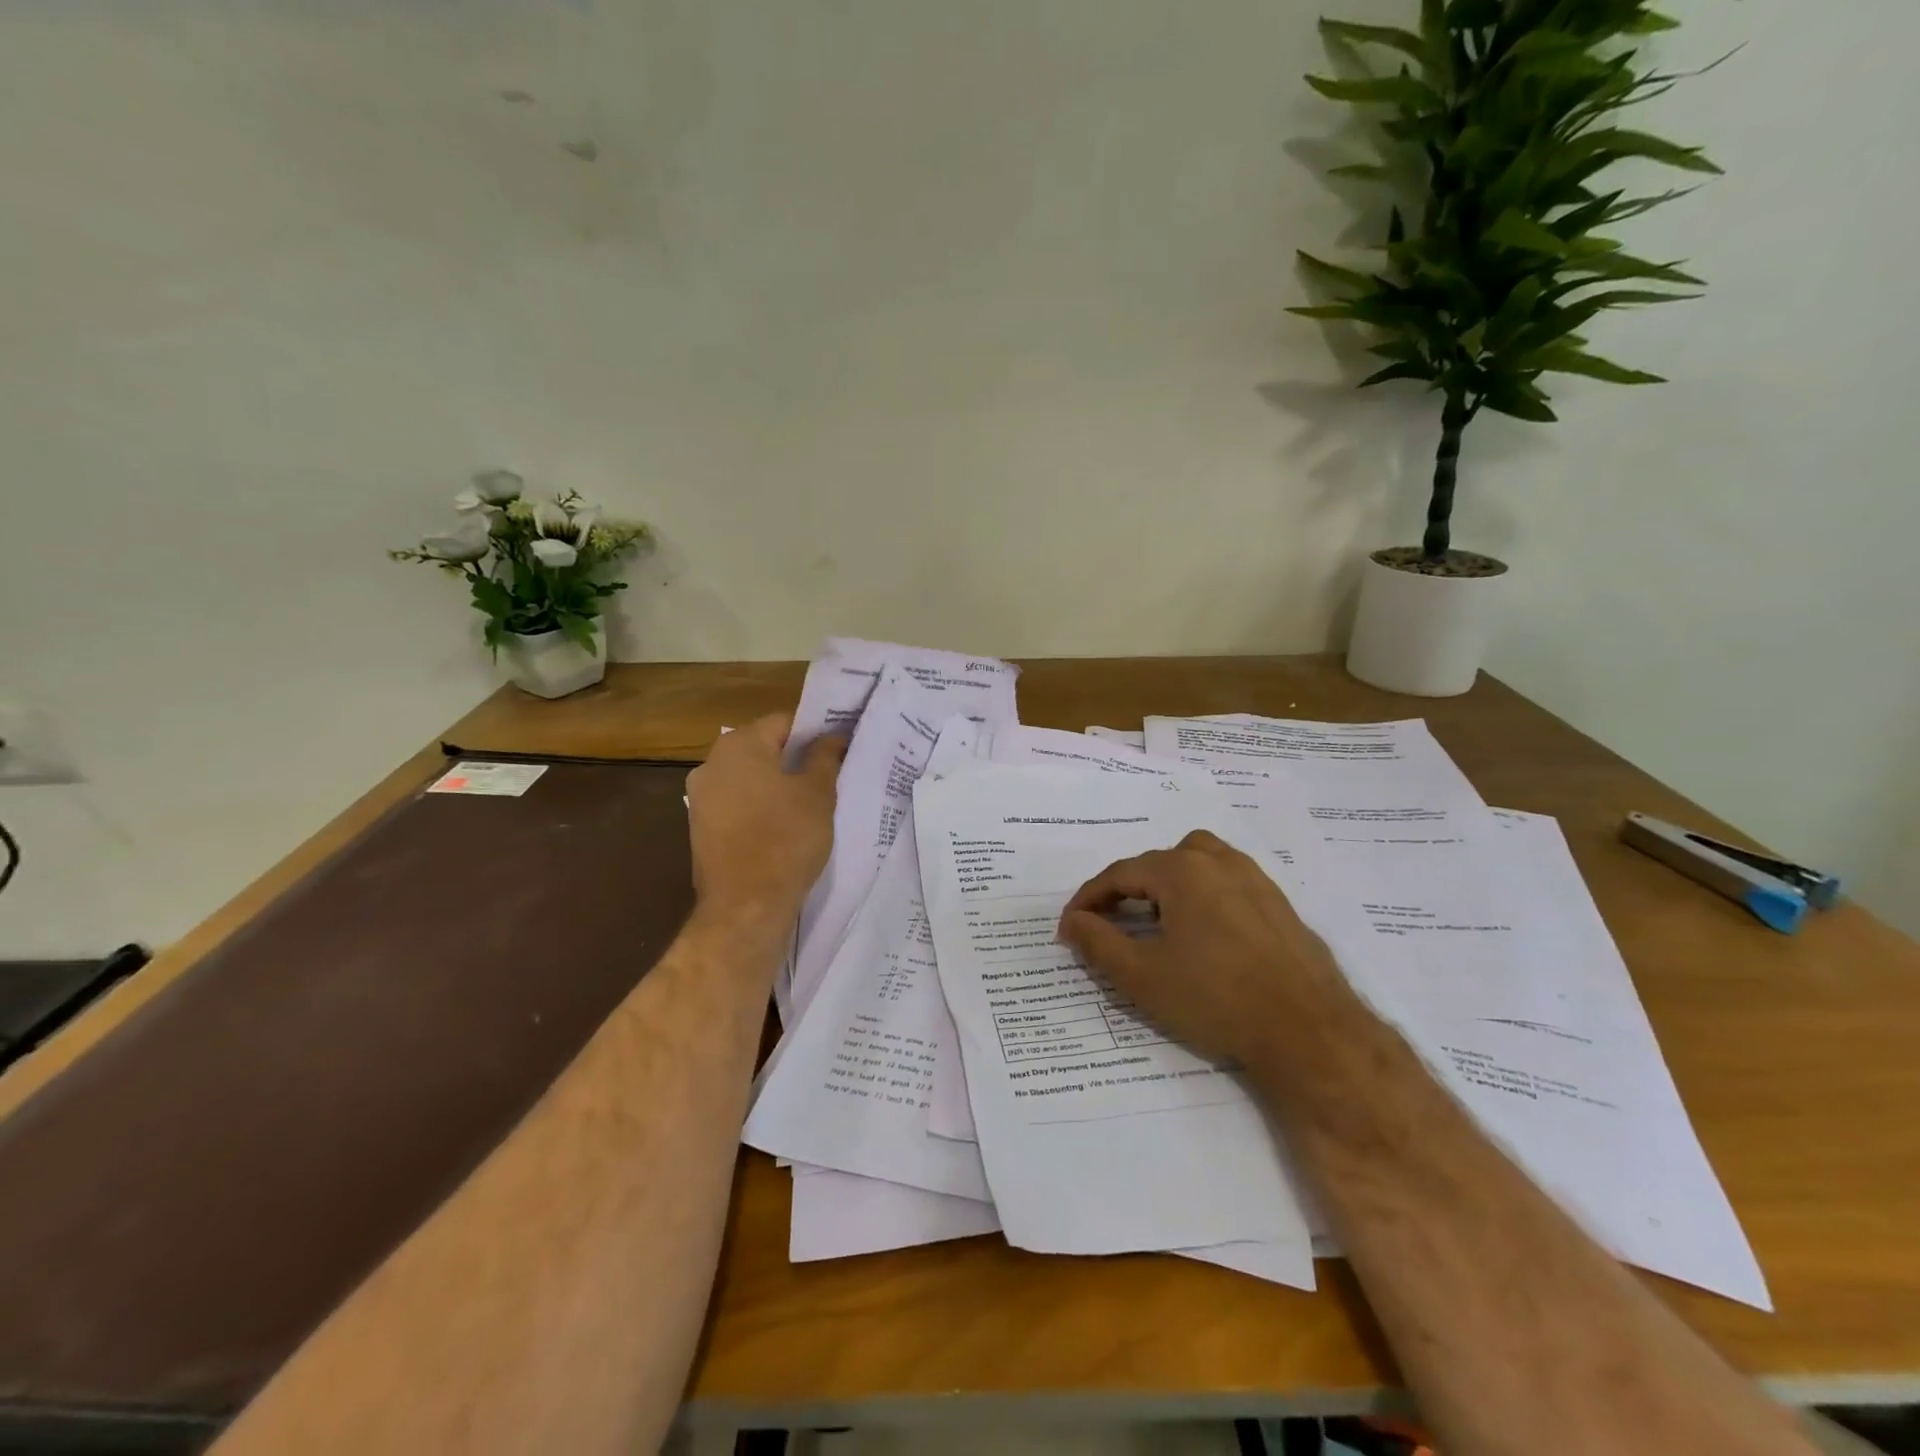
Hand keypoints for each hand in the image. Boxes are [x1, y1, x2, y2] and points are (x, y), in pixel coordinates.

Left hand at [686, 713, 844, 928]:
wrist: (746, 904)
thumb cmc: (787, 838)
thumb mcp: (818, 793)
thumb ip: (825, 757)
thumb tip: (832, 737)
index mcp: (739, 745)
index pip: (784, 722)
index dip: (815, 732)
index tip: (838, 749)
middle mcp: (711, 763)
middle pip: (763, 748)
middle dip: (795, 758)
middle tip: (829, 775)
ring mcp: (701, 797)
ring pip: (749, 778)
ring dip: (776, 784)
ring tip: (809, 802)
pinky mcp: (700, 827)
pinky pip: (737, 804)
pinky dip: (759, 807)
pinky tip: (783, 826)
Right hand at [1056, 830, 1346, 1067]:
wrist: (1308, 1032)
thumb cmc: (1214, 999)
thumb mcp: (1140, 975)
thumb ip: (1097, 942)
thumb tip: (1072, 922)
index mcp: (1181, 870)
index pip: (1119, 874)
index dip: (1088, 899)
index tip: (1070, 926)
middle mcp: (1218, 861)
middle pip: (1158, 863)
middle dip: (1127, 890)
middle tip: (1111, 924)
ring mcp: (1255, 880)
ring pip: (1197, 865)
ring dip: (1169, 885)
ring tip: (1158, 920)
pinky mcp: (1279, 904)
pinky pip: (1227, 885)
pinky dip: (1203, 897)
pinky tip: (1205, 935)